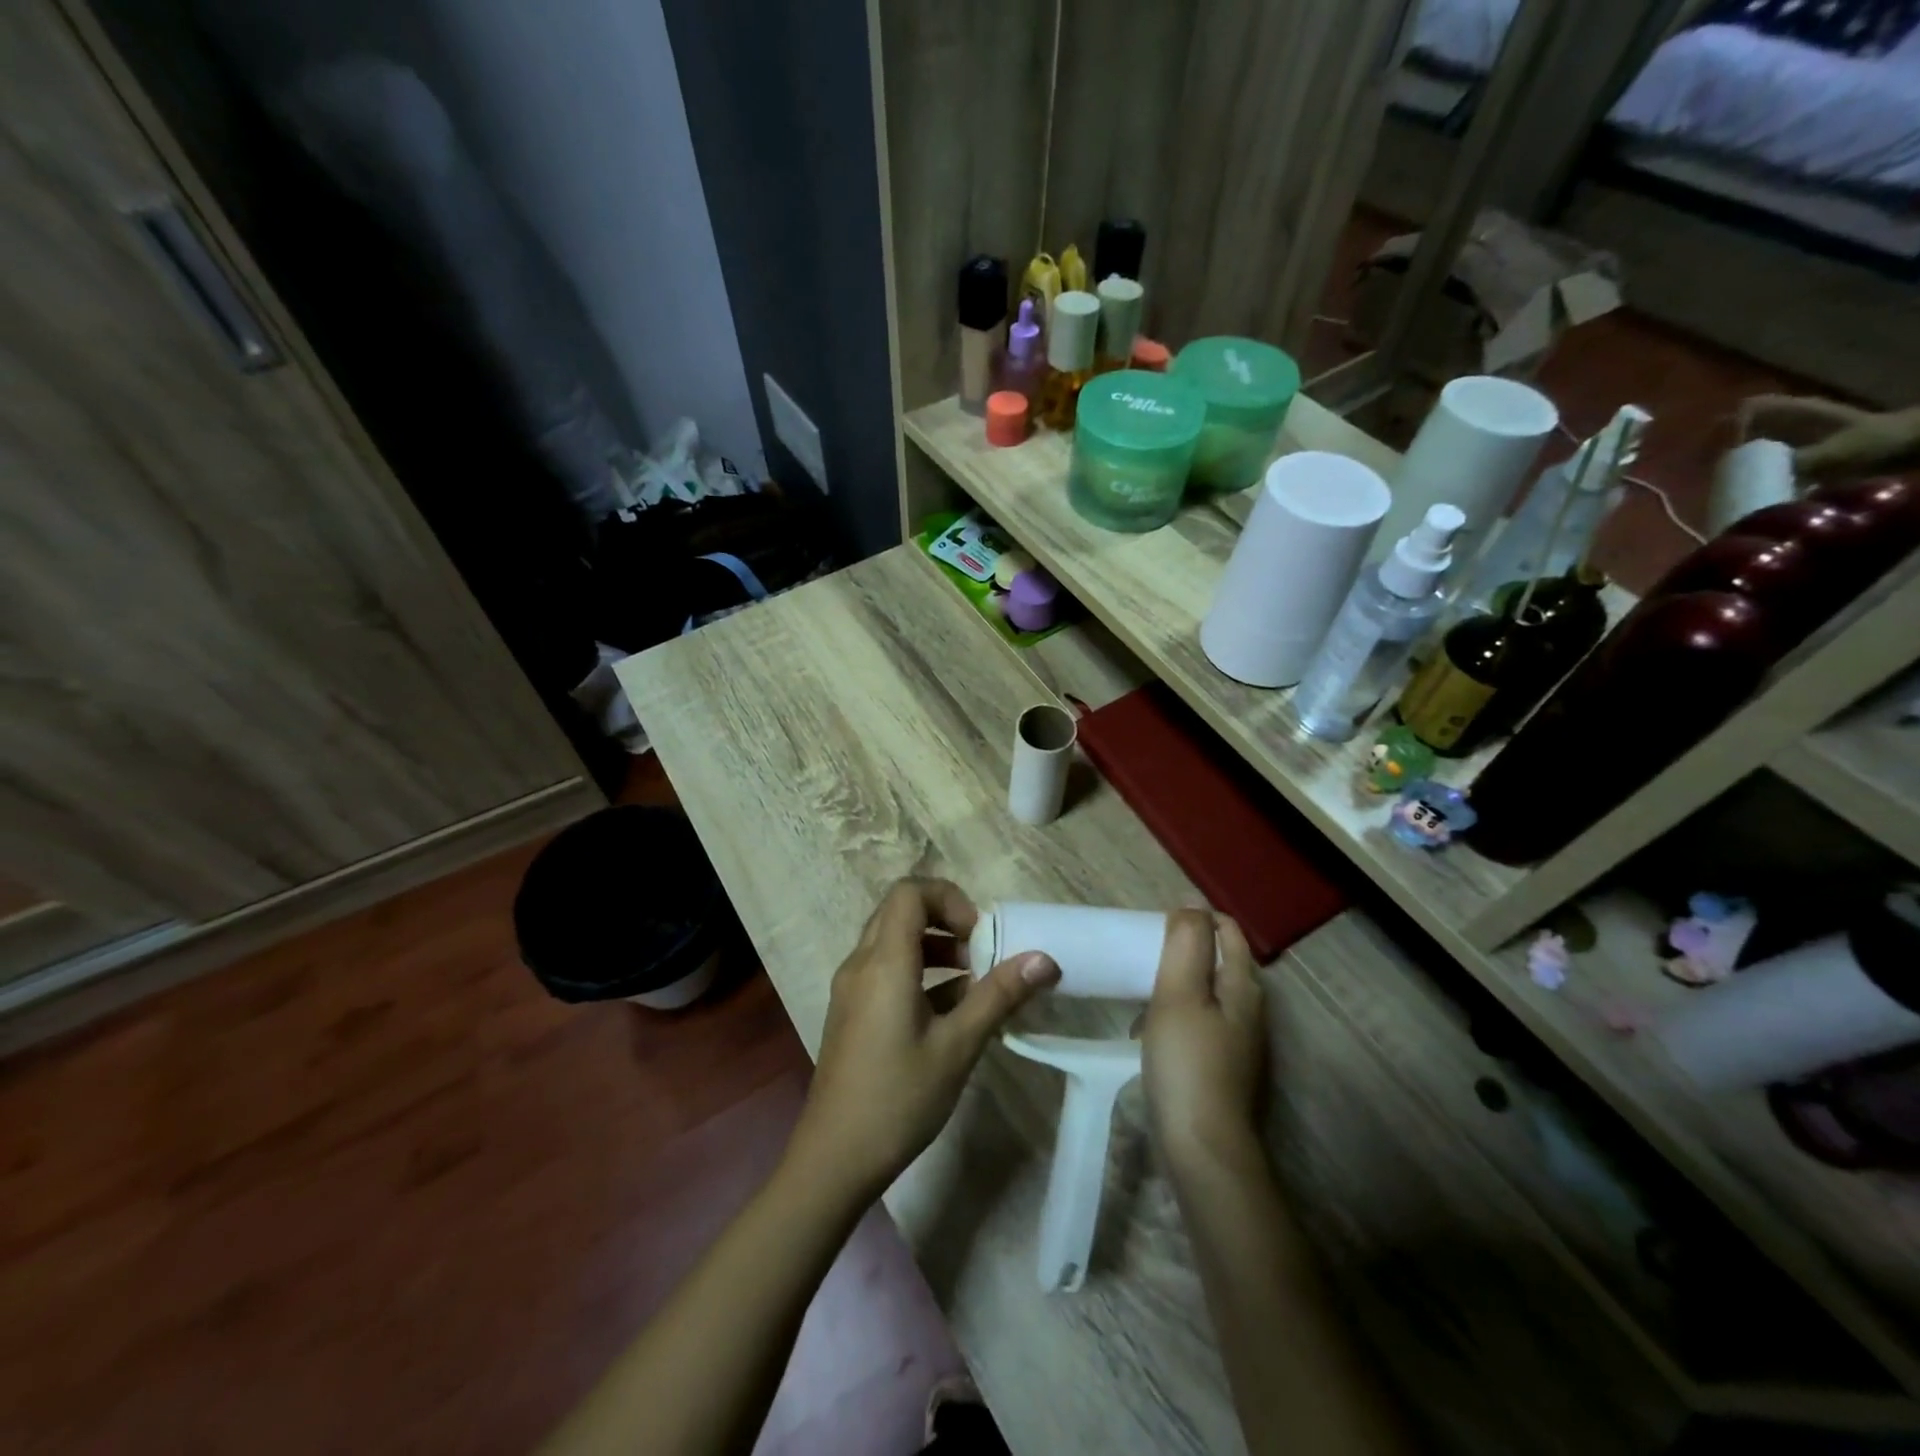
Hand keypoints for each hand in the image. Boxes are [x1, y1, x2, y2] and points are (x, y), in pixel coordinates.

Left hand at [789, 879, 1059, 1198]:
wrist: (835, 1157)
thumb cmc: (899, 1097)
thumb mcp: (958, 1046)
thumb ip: (999, 996)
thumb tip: (1044, 959)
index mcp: (884, 962)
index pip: (910, 892)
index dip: (949, 899)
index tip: (979, 935)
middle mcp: (861, 963)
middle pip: (900, 910)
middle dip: (944, 920)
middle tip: (979, 951)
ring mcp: (852, 988)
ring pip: (892, 940)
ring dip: (933, 946)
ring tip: (972, 980)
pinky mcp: (851, 1011)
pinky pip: (884, 969)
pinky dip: (917, 971)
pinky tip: (950, 1010)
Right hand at [1142, 911, 1266, 1172]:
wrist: (1203, 1148)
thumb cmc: (1187, 1062)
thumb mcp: (1179, 993)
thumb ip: (1186, 944)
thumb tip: (1192, 901)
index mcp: (1243, 986)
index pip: (1227, 930)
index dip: (1196, 919)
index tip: (1157, 926)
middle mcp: (1250, 1009)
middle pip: (1219, 961)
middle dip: (1184, 949)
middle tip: (1144, 953)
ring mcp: (1241, 1042)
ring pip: (1208, 994)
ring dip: (1177, 984)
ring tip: (1141, 990)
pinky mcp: (1225, 1068)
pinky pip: (1200, 1024)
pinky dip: (1177, 1016)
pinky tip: (1149, 1033)